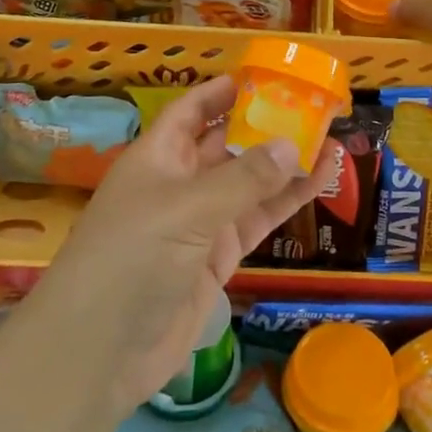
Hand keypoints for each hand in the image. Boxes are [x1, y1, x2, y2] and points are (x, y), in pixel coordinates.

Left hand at [26, 76, 328, 417]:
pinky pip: (257, 219)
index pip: (191, 111)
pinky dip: (286, 202)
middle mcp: (179, 183)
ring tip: (331, 141)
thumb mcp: (186, 210)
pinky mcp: (217, 258)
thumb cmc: (132, 259)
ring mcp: (200, 223)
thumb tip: (292, 143)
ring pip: (249, 183)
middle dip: (265, 126)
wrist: (100, 354)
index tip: (262, 77)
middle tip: (313, 108)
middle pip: (227, 144)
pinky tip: (319, 182)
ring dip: (285, 164)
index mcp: (157, 157)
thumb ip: (243, 179)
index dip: (221, 92)